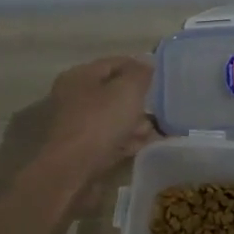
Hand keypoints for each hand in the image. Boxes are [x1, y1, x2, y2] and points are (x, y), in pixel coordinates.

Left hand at [38, 56, 157, 181]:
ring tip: (152, 132)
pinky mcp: (82, 149)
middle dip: (138, 101)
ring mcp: (77, 124)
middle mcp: (74, 97)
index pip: (115, 63)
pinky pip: (109, 138)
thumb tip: (146, 63)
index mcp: (80, 76)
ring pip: (113, 118)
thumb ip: (140, 74)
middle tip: (158, 109)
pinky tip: (140, 146)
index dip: (139, 68)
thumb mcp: (127, 90)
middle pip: (114, 92)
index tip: (161, 79)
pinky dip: (125, 140)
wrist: (73, 170)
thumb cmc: (100, 122)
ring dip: (134, 123)